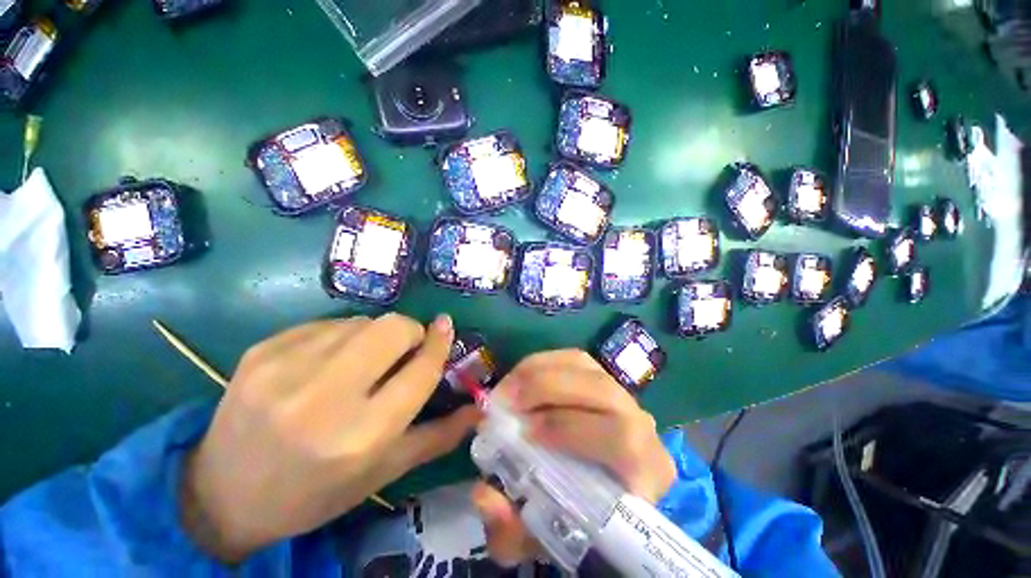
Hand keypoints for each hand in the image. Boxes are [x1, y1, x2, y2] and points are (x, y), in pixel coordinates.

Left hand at [180, 313, 479, 562]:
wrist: (222, 495)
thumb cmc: (315, 492)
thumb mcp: (382, 473)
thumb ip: (437, 437)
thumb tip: (478, 408)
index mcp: (361, 436)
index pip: (420, 370)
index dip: (439, 344)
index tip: (446, 328)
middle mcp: (325, 399)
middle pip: (392, 328)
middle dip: (410, 332)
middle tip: (405, 349)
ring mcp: (286, 369)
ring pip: (362, 321)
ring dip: (375, 335)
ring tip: (362, 361)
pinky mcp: (261, 351)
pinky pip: (327, 323)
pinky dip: (341, 335)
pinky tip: (327, 361)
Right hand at [471, 350, 675, 566]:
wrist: (600, 490)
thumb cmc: (580, 517)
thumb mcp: (544, 535)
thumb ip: (513, 531)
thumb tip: (482, 495)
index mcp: (645, 470)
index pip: (621, 439)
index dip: (569, 429)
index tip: (523, 433)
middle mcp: (641, 423)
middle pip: (602, 390)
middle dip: (547, 389)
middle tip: (504, 402)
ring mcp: (620, 391)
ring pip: (584, 365)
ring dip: (538, 371)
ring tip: (506, 389)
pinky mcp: (599, 374)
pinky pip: (571, 357)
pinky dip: (541, 362)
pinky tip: (520, 377)